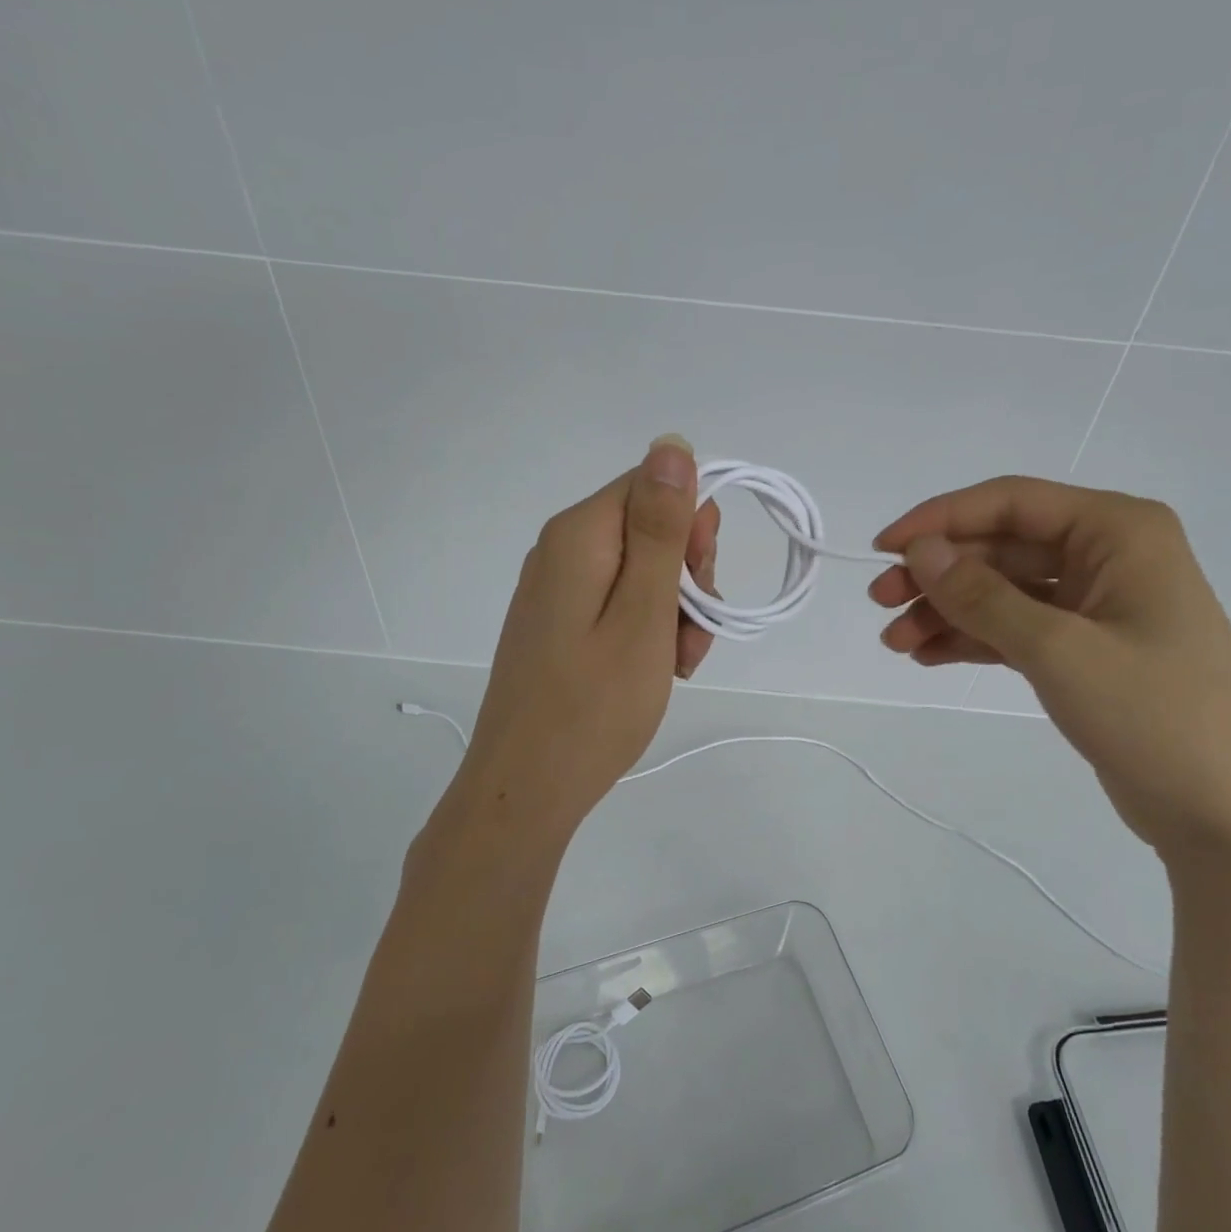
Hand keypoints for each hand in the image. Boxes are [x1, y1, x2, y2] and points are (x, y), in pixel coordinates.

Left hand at [457, 436, 720, 836]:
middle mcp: (561, 550)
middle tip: (692, 634)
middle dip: (687, 575)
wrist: (526, 788)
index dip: (692, 528)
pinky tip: (655, 671)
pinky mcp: (557, 623)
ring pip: (640, 572)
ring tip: (677, 664)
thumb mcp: (644, 613)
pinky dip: (647, 631)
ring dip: (674, 610)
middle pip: (648, 528)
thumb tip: (672, 443)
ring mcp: (556, 589)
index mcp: (579, 535)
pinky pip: (617, 604)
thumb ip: (662, 528)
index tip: (704, 584)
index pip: (653, 486)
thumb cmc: (594, 705)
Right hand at [869, 476, 1230, 857]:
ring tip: (896, 643)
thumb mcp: (1059, 649)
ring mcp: (1096, 606)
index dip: (940, 520)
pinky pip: (1014, 629)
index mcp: (1117, 531)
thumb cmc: (1156, 716)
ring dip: (947, 611)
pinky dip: (972, 639)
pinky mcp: (1085, 651)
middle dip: (938, 574)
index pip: (1011, 502)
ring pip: (1002, 591)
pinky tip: (927, 656)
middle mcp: (1108, 556)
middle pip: (1001, 548)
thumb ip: (983, 596)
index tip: (883, 550)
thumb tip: (920, 550)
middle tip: (881, 605)